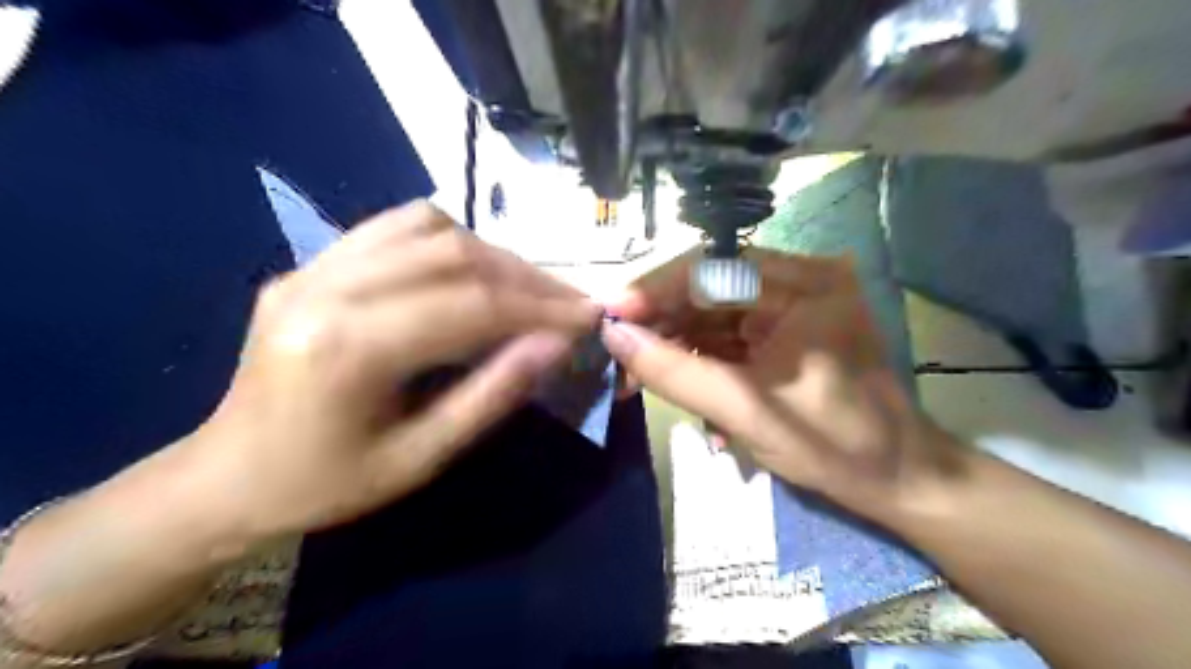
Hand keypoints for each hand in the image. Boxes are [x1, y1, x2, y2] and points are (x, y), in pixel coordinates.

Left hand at [182, 202, 600, 541]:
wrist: (229, 477)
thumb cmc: (327, 484)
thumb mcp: (421, 458)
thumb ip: (492, 395)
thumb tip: (555, 345)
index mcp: (349, 348)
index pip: (471, 305)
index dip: (540, 307)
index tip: (588, 315)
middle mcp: (327, 288)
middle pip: (453, 255)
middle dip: (527, 276)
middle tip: (570, 300)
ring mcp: (313, 266)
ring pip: (428, 227)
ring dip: (493, 252)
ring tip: (530, 285)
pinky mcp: (311, 262)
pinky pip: (393, 225)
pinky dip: (449, 237)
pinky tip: (473, 265)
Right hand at [607, 249, 964, 520]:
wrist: (895, 478)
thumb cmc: (831, 445)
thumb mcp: (744, 410)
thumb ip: (675, 371)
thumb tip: (614, 337)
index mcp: (806, 285)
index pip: (712, 271)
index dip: (655, 291)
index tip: (610, 316)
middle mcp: (800, 280)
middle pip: (710, 287)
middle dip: (661, 321)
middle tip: (619, 351)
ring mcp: (794, 304)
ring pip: (713, 310)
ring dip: (675, 340)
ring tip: (637, 373)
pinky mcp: (786, 328)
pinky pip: (729, 331)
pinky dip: (698, 353)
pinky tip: (672, 377)